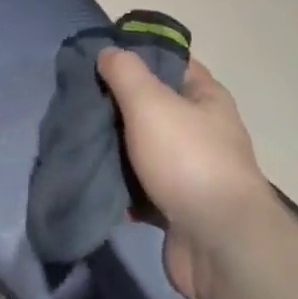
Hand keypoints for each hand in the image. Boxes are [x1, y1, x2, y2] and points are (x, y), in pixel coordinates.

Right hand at [97, 48, 274, 298]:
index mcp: (205, 97)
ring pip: (143, 148)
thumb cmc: (188, 159)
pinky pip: (141, 188)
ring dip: (114, 148)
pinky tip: (91, 179)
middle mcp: (202, 130)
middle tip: (78, 100)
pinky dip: (120, 187)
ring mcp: (191, 171)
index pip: (169, 62)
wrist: (220, 246)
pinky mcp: (177, 208)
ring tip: (77, 139)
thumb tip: (108, 52)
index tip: (99, 56)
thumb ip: (125, 71)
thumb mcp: (150, 102)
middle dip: (116, 104)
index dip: (137, 55)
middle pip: (152, 106)